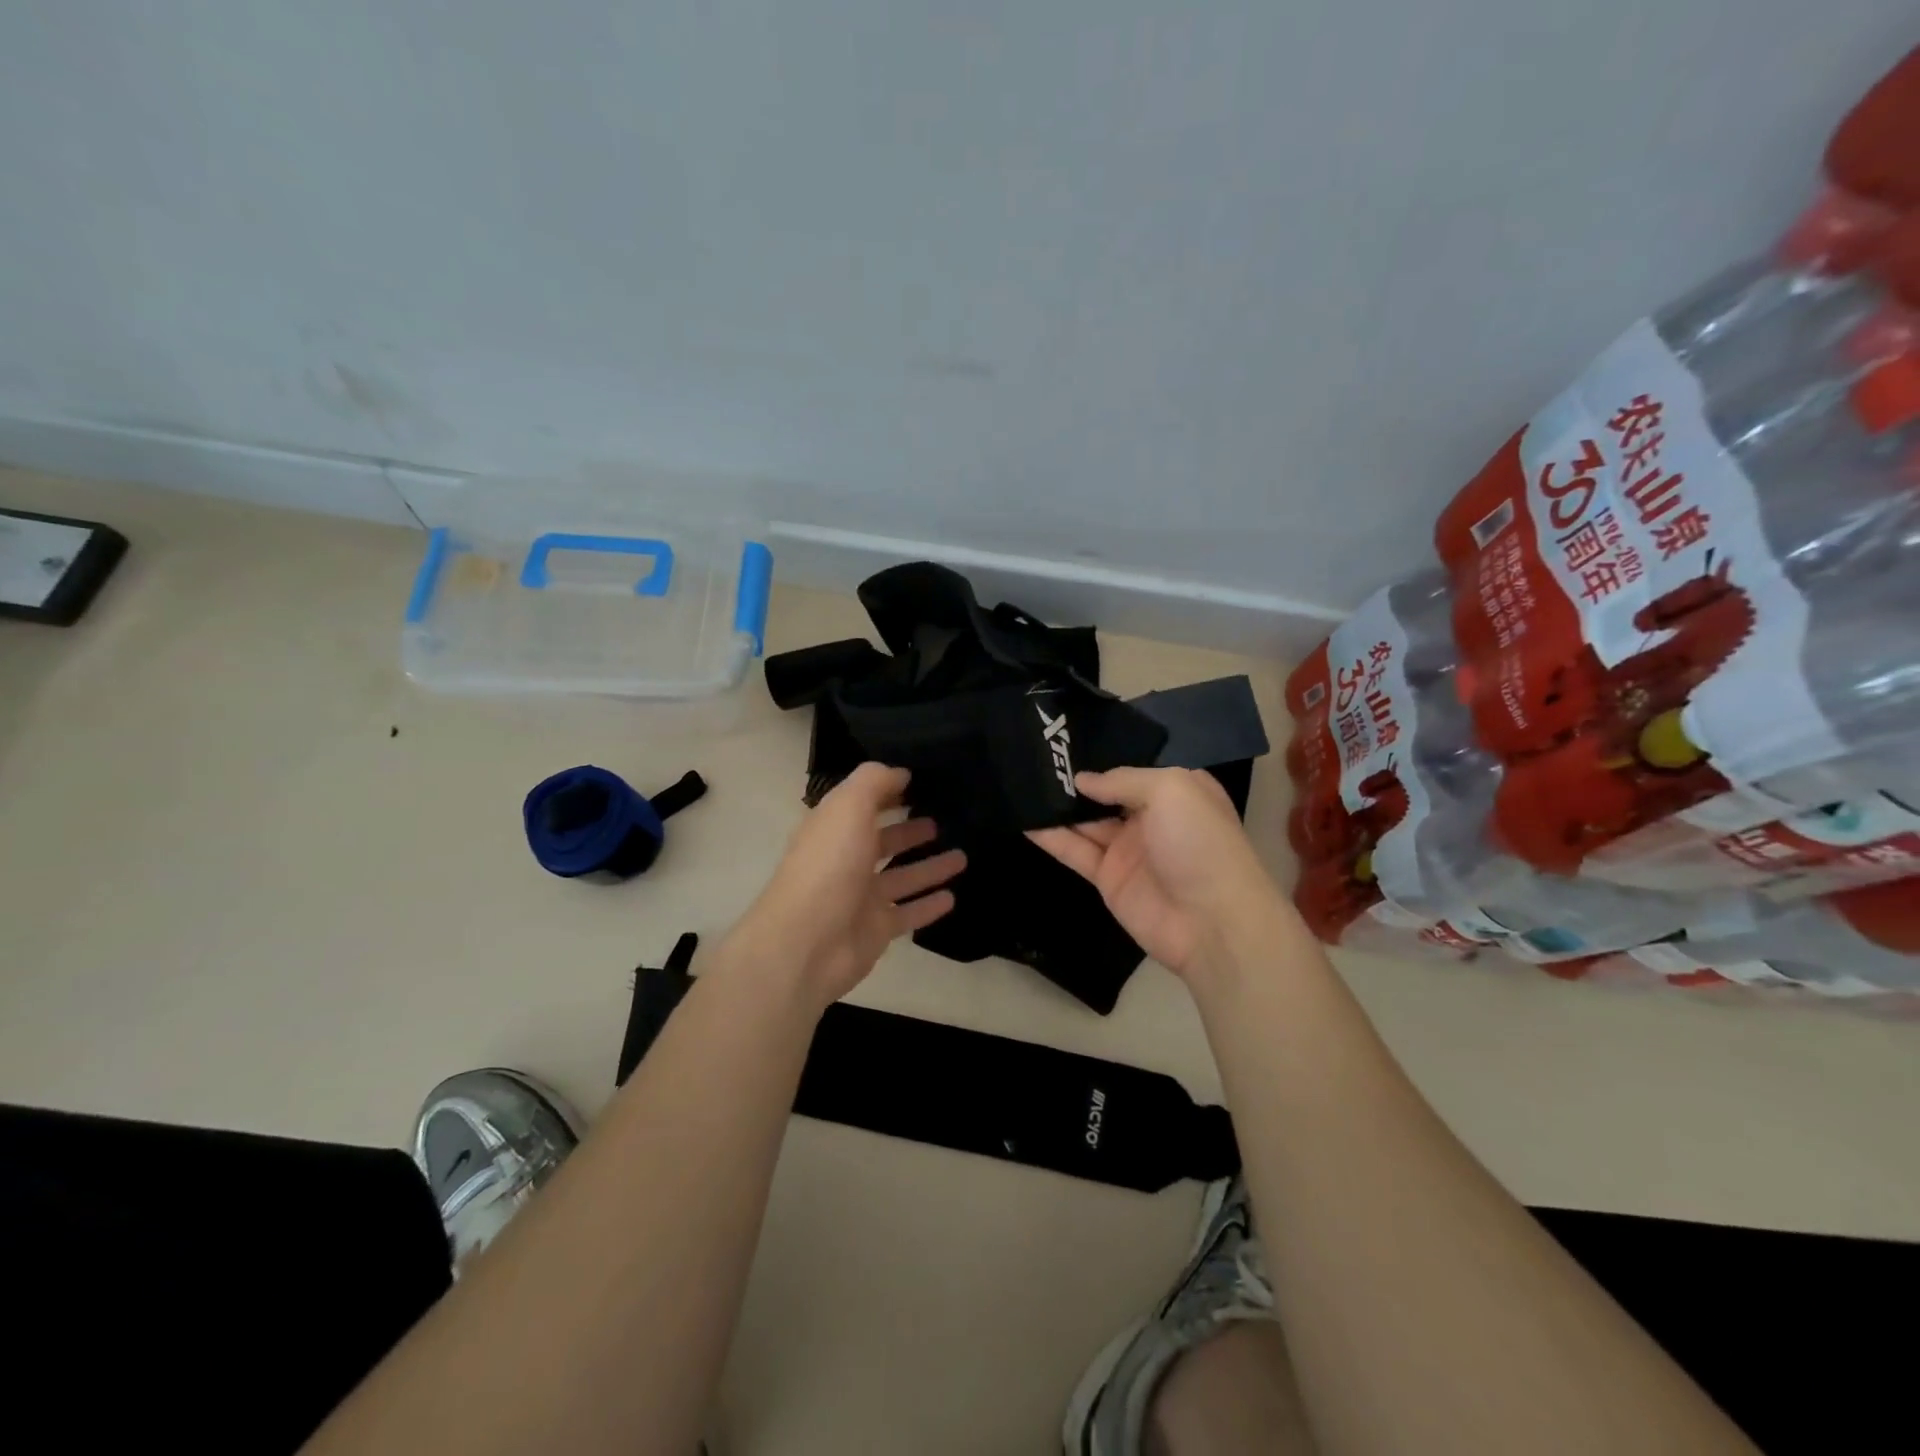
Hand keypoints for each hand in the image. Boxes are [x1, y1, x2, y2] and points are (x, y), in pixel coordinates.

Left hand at [731, 762, 963, 1006]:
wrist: (807, 943)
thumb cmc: (828, 866)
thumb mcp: (848, 807)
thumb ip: (874, 782)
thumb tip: (900, 772)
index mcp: (833, 828)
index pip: (862, 804)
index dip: (888, 792)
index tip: (921, 782)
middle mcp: (846, 860)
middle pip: (883, 841)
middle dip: (910, 830)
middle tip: (943, 821)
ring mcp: (861, 898)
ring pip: (902, 877)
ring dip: (929, 867)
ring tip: (963, 856)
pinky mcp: (876, 930)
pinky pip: (908, 913)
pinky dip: (929, 905)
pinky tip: (952, 897)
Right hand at [1029, 767, 1279, 979]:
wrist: (1213, 922)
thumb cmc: (1200, 842)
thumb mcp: (1170, 790)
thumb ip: (1122, 779)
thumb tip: (1082, 780)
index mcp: (1177, 791)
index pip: (1133, 768)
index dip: (1103, 755)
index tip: (1066, 741)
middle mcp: (1152, 817)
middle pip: (1105, 794)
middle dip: (1074, 780)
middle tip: (1033, 757)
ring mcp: (1128, 849)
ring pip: (1085, 821)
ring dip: (1057, 806)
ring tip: (1021, 783)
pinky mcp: (1108, 878)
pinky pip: (1075, 851)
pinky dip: (1051, 837)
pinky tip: (1024, 819)